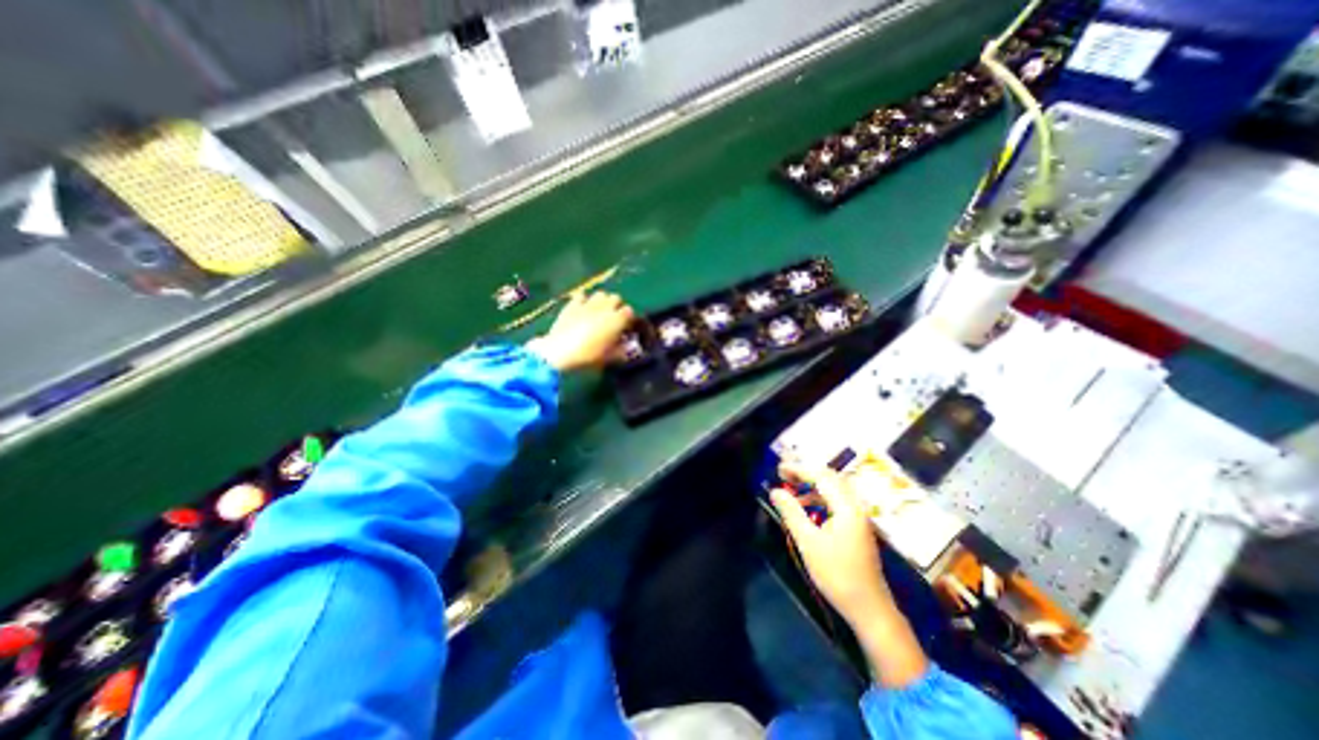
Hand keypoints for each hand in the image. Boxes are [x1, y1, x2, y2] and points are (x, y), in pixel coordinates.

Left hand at [529, 288, 635, 369]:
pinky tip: (582, 309)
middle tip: (612, 319)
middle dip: (616, 307)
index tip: (625, 328)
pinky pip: (581, 296)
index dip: (628, 319)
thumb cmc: (589, 356)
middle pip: (616, 298)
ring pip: (601, 294)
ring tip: (599, 312)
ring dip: (602, 301)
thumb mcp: (610, 358)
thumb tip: (628, 347)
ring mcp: (588, 304)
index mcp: (617, 319)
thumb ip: (622, 351)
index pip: (629, 311)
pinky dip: (584, 300)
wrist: (561, 352)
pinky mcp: (572, 304)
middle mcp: (605, 307)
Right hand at [774, 465, 895, 625]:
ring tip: (791, 489)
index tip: (779, 469)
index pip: (821, 476)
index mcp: (846, 507)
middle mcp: (855, 506)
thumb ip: (791, 512)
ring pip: (834, 489)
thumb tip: (775, 491)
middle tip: (784, 475)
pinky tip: (806, 508)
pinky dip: (819, 498)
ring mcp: (858, 516)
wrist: (869, 608)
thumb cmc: (837, 574)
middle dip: (806, 473)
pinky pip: (837, 501)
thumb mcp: (808, 542)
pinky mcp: (857, 526)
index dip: (799, 469)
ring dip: (812, 486)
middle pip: (830, 478)